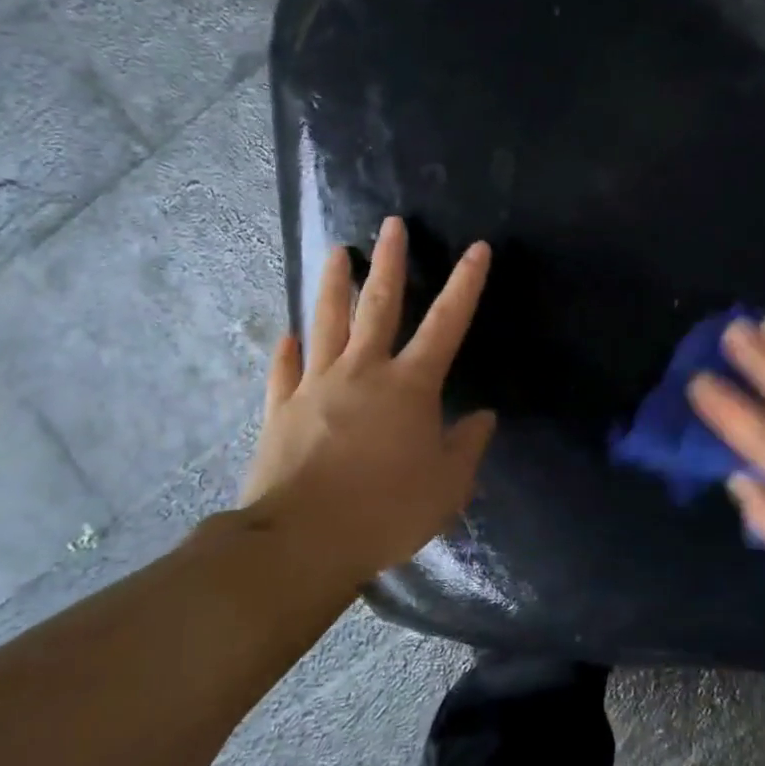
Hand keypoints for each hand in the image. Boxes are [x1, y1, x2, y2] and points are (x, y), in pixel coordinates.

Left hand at [237, 217, 495, 589]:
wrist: (303, 541)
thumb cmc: (386, 511)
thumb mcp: (447, 487)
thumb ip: (467, 446)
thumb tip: (483, 417)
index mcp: (410, 386)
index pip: (446, 323)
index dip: (465, 284)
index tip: (477, 248)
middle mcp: (363, 372)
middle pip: (378, 306)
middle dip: (389, 262)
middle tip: (391, 224)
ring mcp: (316, 386)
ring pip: (326, 323)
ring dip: (334, 286)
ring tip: (337, 253)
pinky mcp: (281, 410)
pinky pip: (284, 371)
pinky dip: (287, 351)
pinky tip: (287, 334)